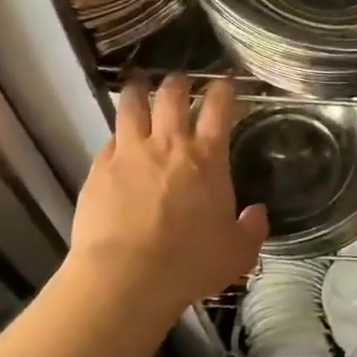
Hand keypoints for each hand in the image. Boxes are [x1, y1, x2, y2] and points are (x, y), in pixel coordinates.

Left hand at [70, 74, 267, 317]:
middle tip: (181, 81)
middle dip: (179, 83)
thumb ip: (252, 229)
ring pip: (133, 106)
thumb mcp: (238, 253)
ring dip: (138, 91)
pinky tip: (117, 139)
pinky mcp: (99, 169)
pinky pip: (109, 140)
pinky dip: (117, 135)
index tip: (224, 82)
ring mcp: (130, 153)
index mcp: (208, 158)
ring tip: (139, 84)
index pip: (218, 109)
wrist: (126, 276)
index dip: (223, 90)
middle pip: (172, 95)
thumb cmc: (190, 262)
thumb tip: (256, 213)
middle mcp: (169, 145)